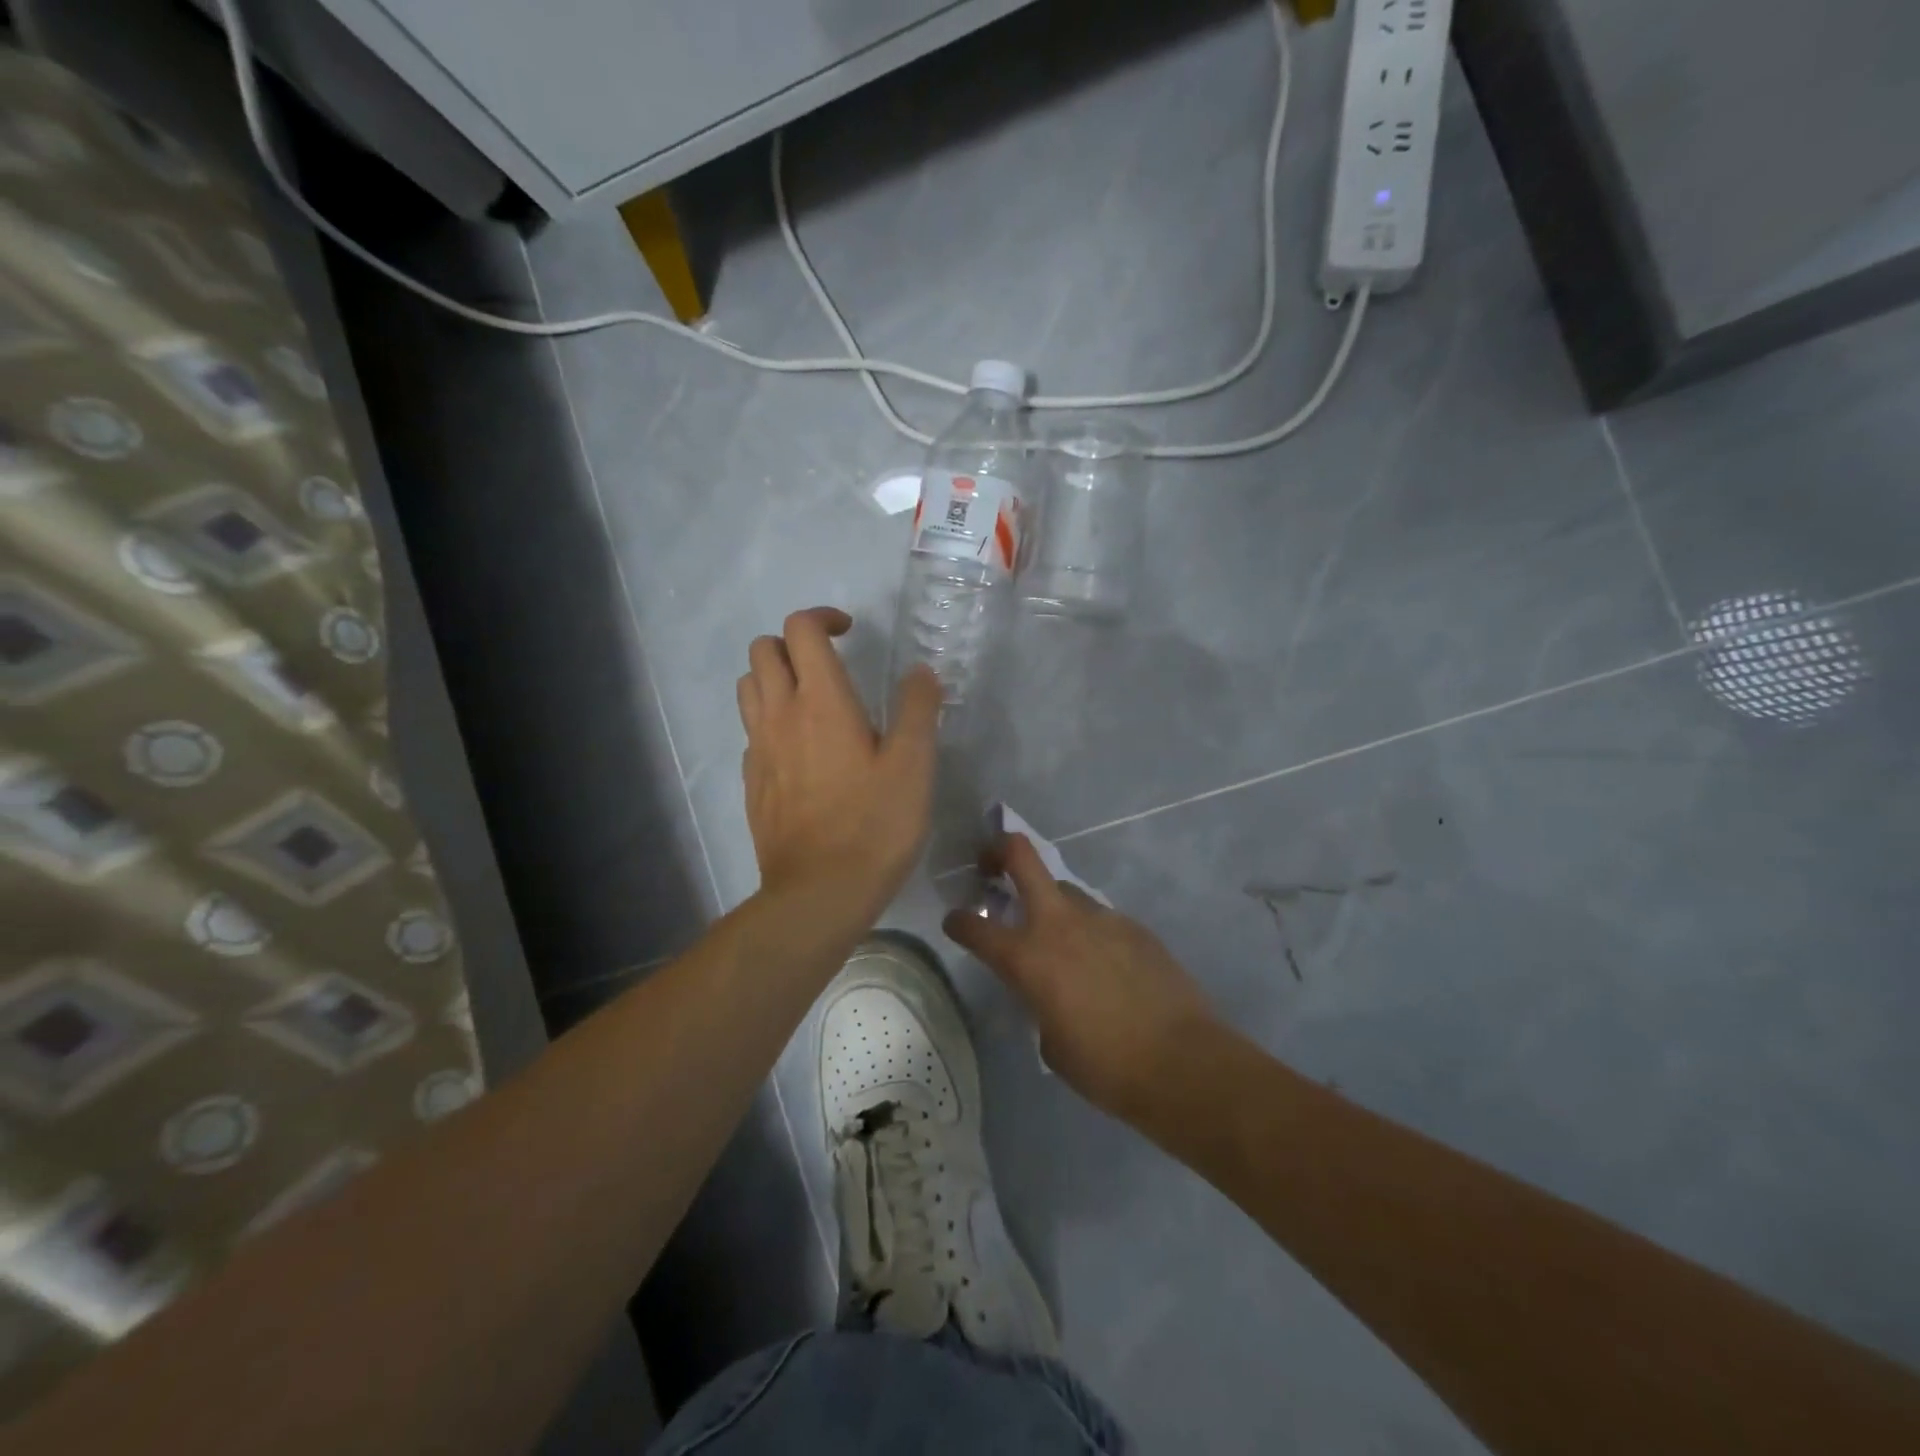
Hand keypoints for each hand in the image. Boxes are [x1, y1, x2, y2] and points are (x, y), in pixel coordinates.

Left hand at [738, 608, 941, 918]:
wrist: (819, 892)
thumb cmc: (874, 825)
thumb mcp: (914, 766)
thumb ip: (918, 710)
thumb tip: (920, 672)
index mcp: (821, 701)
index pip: (801, 629)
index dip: (823, 617)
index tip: (850, 632)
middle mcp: (780, 715)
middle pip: (762, 649)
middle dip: (793, 643)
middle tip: (829, 663)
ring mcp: (759, 749)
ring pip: (749, 687)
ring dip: (774, 677)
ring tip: (810, 700)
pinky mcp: (752, 781)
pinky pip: (751, 731)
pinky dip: (770, 721)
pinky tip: (800, 750)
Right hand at [942, 834, 1217, 1120]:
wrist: (1182, 1062)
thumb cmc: (1105, 1066)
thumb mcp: (1050, 1040)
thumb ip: (1037, 1000)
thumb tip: (1045, 989)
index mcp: (1028, 957)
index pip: (975, 927)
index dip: (958, 922)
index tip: (955, 922)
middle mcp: (1059, 924)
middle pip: (1022, 857)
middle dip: (998, 851)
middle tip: (989, 866)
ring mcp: (1101, 918)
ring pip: (1065, 890)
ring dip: (1050, 904)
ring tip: (1059, 939)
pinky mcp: (1134, 926)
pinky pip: (1099, 918)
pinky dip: (1089, 932)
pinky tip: (1104, 965)